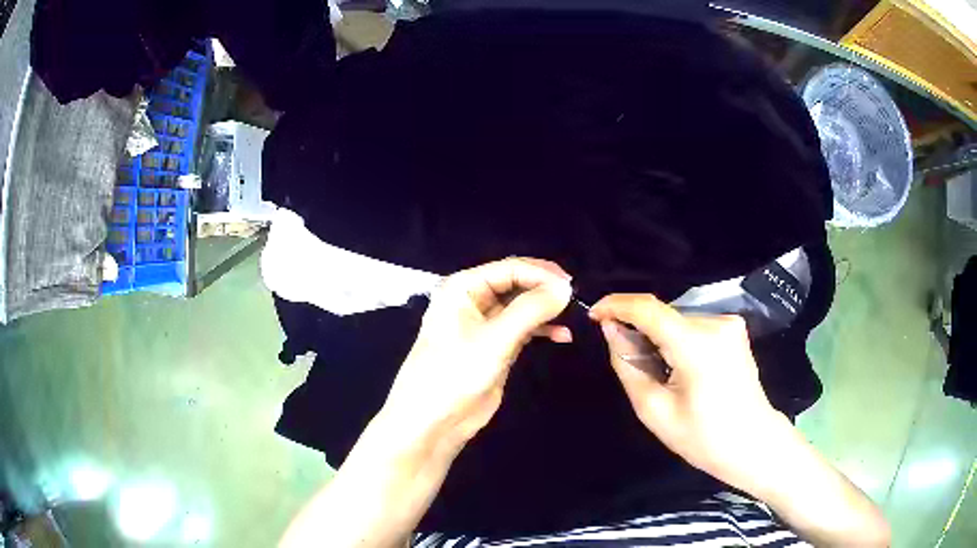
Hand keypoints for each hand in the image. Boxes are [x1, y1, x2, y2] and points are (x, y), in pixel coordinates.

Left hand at [381, 258, 572, 450]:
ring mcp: (484, 324)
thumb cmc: (455, 373)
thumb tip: (565, 288)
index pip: (509, 268)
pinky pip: (522, 328)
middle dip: (545, 289)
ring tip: (573, 315)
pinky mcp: (494, 346)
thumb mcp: (495, 339)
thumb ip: (531, 310)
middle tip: (576, 298)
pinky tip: (563, 335)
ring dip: (545, 310)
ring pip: (521, 306)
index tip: (572, 286)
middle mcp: (473, 299)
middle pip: (516, 283)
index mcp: (463, 287)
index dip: (541, 274)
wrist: (433, 421)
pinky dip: (542, 330)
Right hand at [589, 294, 791, 492]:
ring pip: (677, 320)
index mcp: (697, 345)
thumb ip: (628, 364)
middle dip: (638, 330)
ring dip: (658, 337)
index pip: (649, 308)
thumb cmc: (703, 438)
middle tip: (626, 362)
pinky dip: (677, 340)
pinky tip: (678, 368)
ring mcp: (729, 324)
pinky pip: (693, 326)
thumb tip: (612, 330)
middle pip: (663, 315)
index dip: (616, 305)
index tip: (593, 315)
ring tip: (657, 373)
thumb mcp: (654, 410)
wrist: (752, 444)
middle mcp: (716, 323)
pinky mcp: (734, 329)